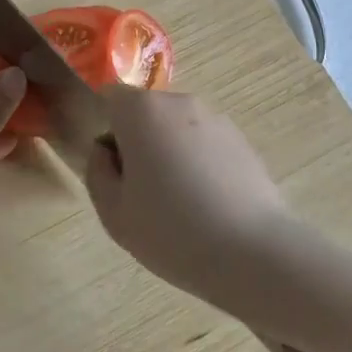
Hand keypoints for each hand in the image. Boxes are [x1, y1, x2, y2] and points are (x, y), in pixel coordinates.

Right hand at [84, 89, 296, 321]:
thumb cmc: (172, 231)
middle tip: (141, 191)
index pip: (110, 97)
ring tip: (179, 203)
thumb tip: (105, 150)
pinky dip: (199, 163)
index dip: (104, 127)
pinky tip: (208, 205)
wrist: (254, 254)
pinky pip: (205, 144)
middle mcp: (179, 103)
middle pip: (145, 112)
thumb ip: (97, 171)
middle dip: (138, 141)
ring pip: (176, 128)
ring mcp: (216, 119)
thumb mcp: (113, 213)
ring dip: (170, 152)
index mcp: (142, 111)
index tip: (111, 166)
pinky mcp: (243, 141)